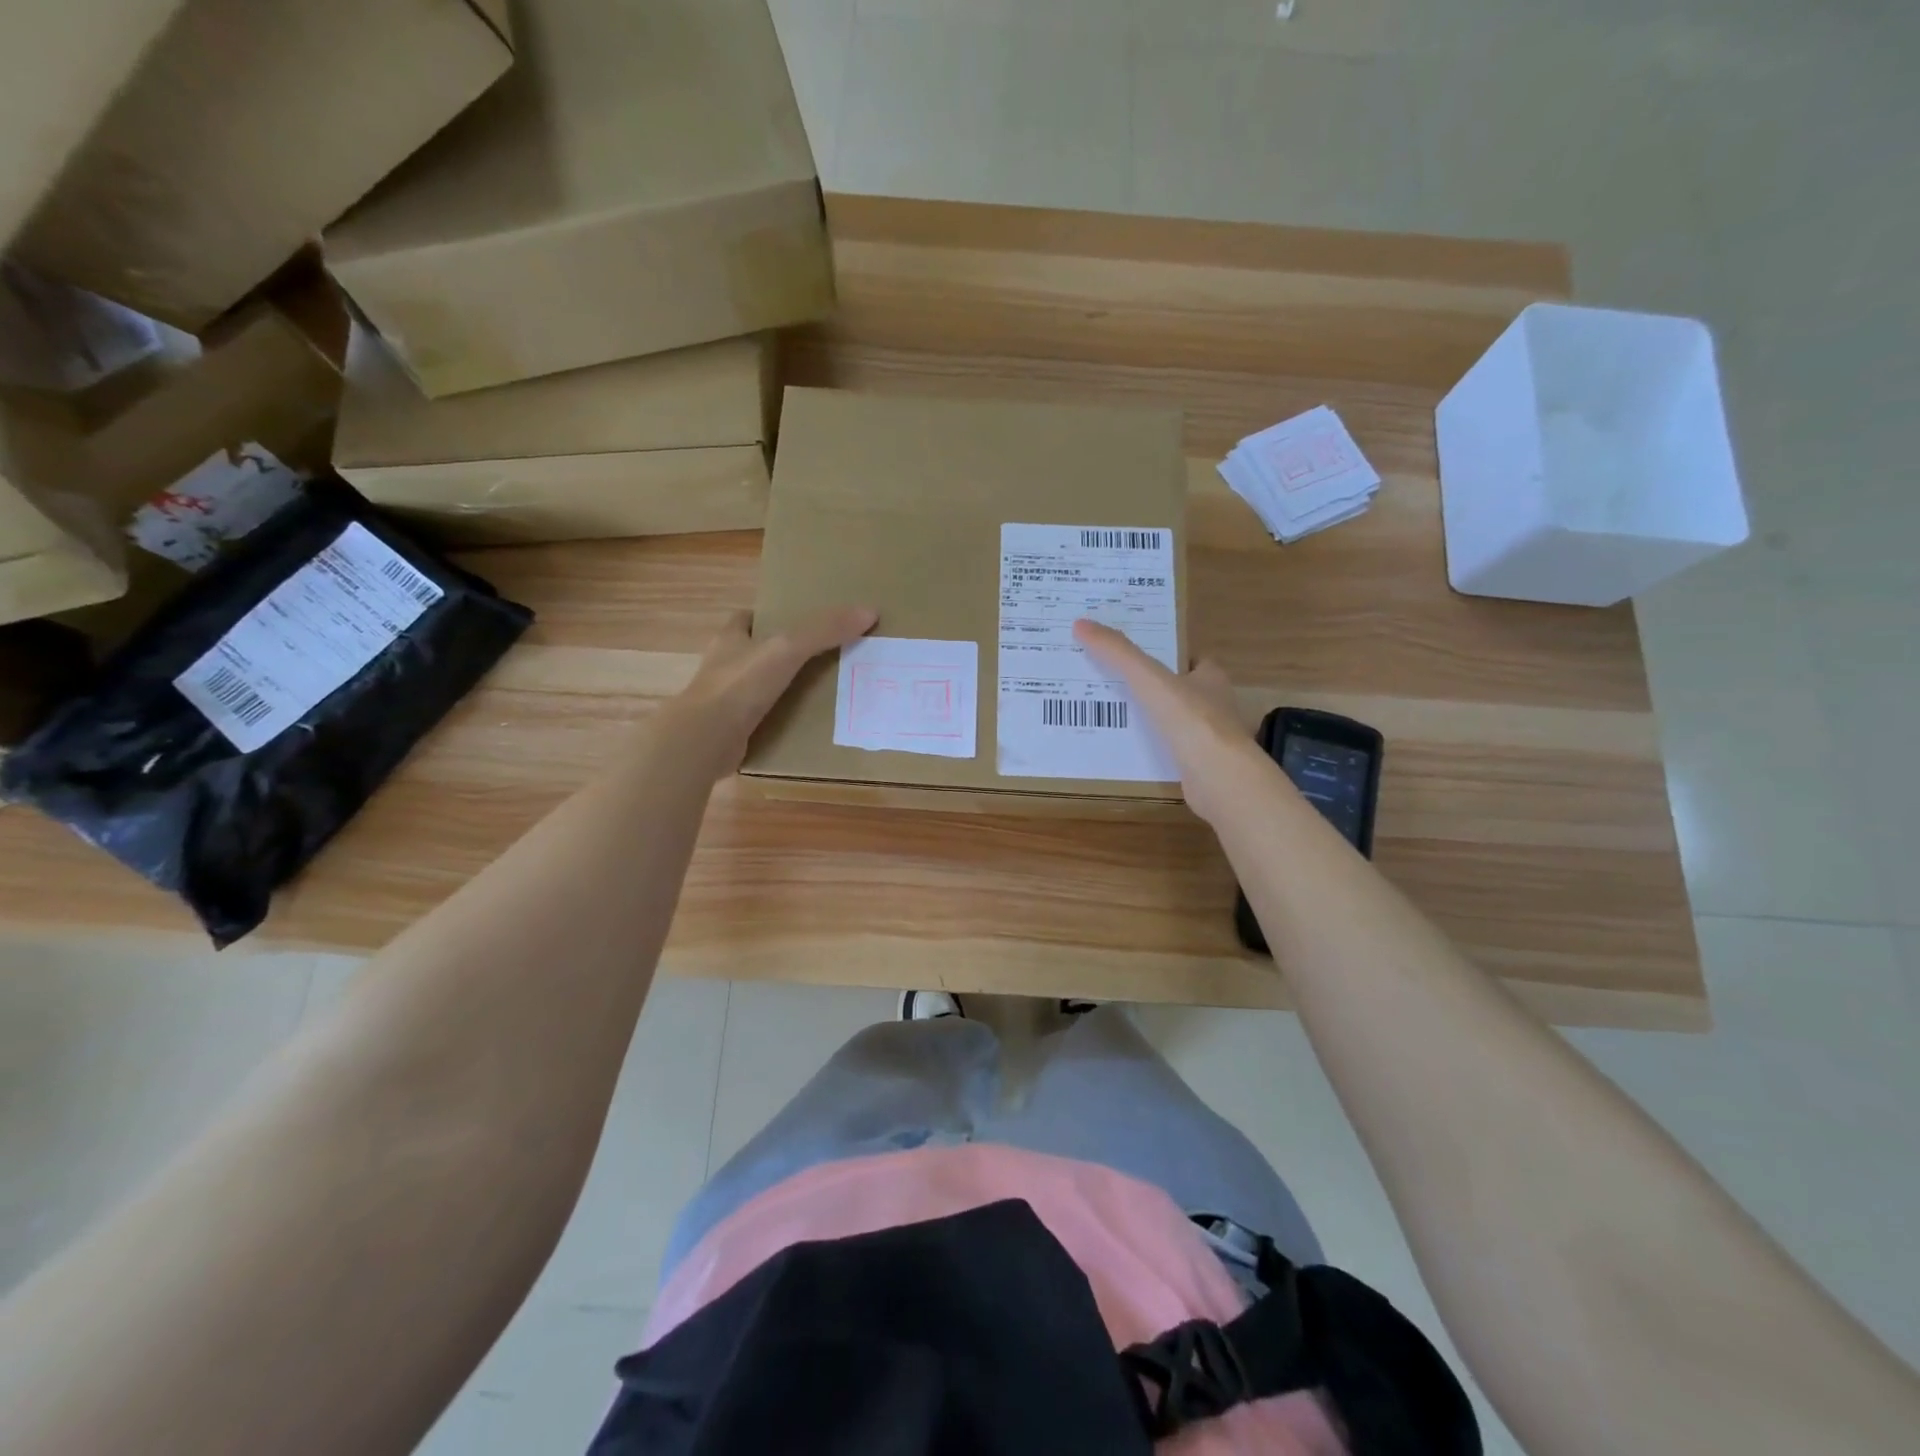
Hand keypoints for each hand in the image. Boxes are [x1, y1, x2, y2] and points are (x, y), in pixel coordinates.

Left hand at [666, 606, 877, 775]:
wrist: (706, 740)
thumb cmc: (740, 684)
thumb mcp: (788, 648)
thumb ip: (824, 630)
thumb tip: (869, 611)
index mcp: (729, 639)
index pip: (746, 618)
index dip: (769, 616)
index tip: (798, 620)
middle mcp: (723, 667)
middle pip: (755, 653)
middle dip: (781, 655)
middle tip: (821, 657)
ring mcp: (724, 702)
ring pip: (758, 688)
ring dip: (782, 689)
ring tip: (821, 691)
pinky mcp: (730, 731)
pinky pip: (761, 720)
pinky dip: (779, 721)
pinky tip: (805, 726)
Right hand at [1072, 619, 1269, 825]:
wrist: (1219, 778)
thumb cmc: (1191, 720)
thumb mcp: (1149, 679)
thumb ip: (1118, 653)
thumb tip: (1081, 624)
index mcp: (1210, 677)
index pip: (1188, 658)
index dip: (1163, 654)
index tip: (1131, 654)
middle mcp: (1214, 704)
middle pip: (1178, 689)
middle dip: (1151, 687)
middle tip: (1110, 682)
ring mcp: (1209, 737)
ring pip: (1173, 721)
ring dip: (1148, 719)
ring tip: (1109, 715)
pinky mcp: (1200, 766)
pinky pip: (1169, 750)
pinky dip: (1150, 749)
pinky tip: (1125, 750)